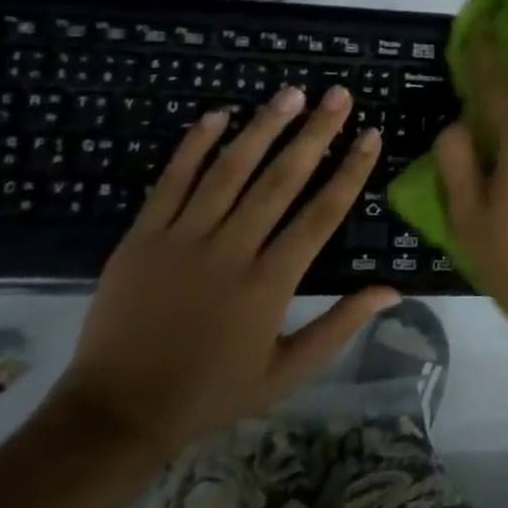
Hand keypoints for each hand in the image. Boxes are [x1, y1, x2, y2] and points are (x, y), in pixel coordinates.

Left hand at [51, 86, 399, 458]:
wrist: (115, 414)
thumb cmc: (211, 392)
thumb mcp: (287, 372)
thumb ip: (340, 326)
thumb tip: (392, 291)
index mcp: (269, 284)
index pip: (321, 215)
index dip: (350, 172)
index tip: (371, 135)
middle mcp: (230, 251)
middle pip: (281, 180)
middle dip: (315, 133)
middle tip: (338, 95)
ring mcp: (182, 240)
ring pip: (230, 171)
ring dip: (263, 127)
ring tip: (291, 93)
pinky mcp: (143, 237)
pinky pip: (172, 181)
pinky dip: (195, 145)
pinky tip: (218, 115)